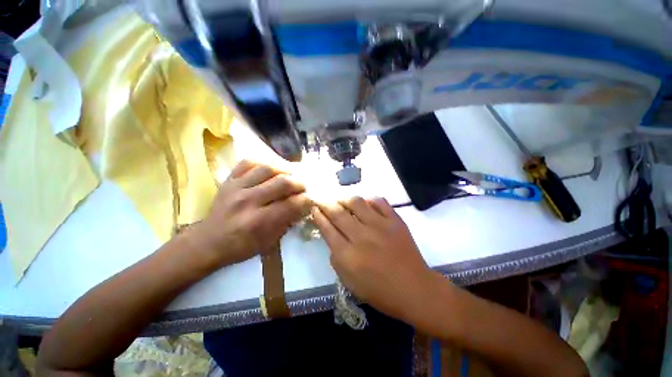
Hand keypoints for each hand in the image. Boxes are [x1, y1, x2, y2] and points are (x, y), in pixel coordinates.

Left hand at [192, 160, 312, 267]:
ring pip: (268, 168)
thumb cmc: (241, 246)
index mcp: (259, 221)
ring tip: (290, 175)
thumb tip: (303, 205)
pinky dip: (263, 162)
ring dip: (285, 170)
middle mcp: (248, 201)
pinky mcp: (228, 180)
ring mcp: (236, 187)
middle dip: (299, 183)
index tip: (311, 199)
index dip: (306, 200)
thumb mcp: (268, 241)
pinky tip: (271, 169)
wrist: (208, 242)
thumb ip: (287, 222)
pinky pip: (248, 162)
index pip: (292, 204)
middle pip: (283, 183)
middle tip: (303, 187)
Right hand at [312, 197, 437, 321]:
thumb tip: (332, 237)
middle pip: (338, 213)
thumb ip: (336, 258)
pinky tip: (365, 203)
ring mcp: (380, 226)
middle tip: (321, 198)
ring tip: (341, 199)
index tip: (314, 208)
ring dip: (345, 198)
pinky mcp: (395, 221)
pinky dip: (370, 200)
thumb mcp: (349, 282)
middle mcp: (361, 236)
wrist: (415, 289)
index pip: (327, 229)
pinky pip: (379, 202)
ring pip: (357, 203)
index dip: (318, 216)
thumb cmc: (379, 291)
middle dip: (325, 203)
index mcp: (348, 255)